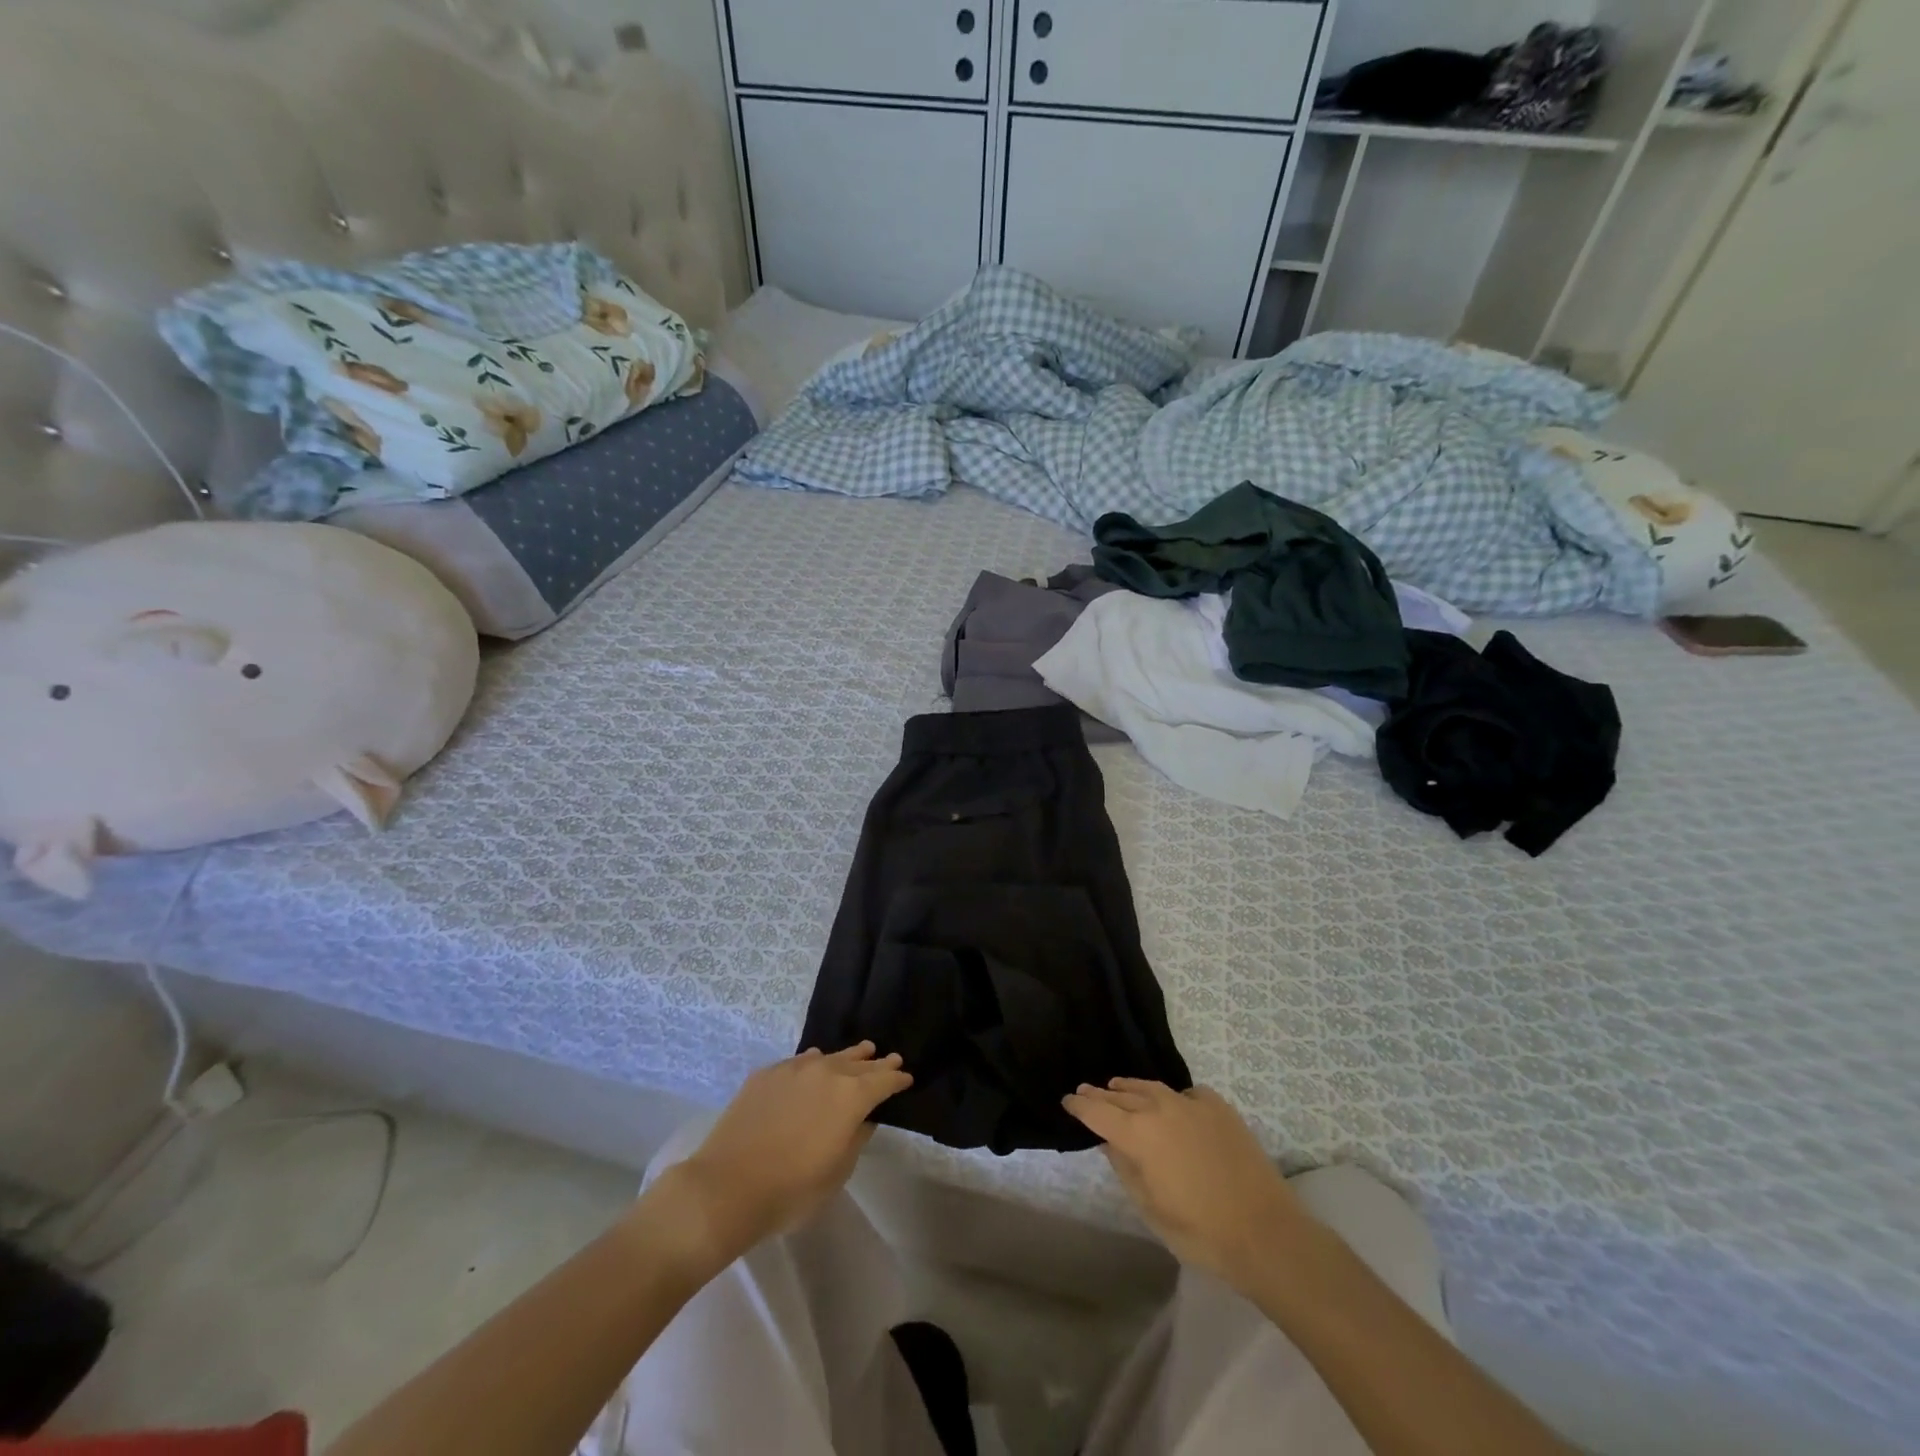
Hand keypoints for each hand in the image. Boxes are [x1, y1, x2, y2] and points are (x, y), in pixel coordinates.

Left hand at [654, 1043, 911, 1271]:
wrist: (727, 1186)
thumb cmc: (791, 1189)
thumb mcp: (837, 1172)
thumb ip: (856, 1139)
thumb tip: (863, 1119)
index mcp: (850, 1096)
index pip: (883, 1081)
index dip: (897, 1079)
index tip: (906, 1078)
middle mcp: (826, 1072)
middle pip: (858, 1063)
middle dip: (876, 1063)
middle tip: (890, 1058)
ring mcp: (794, 1069)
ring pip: (829, 1056)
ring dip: (848, 1056)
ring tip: (861, 1051)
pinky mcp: (766, 1074)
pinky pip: (799, 1062)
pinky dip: (814, 1063)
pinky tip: (814, 1063)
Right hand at [1064, 1078, 1306, 1288]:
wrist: (1266, 1232)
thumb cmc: (1200, 1231)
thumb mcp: (1150, 1209)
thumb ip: (1125, 1169)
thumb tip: (1110, 1142)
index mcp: (1139, 1134)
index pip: (1098, 1111)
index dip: (1079, 1105)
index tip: (1067, 1100)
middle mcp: (1160, 1107)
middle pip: (1122, 1094)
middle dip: (1102, 1094)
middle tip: (1087, 1091)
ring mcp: (1191, 1103)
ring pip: (1151, 1087)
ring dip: (1131, 1089)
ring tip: (1119, 1088)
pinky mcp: (1218, 1106)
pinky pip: (1184, 1094)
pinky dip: (1170, 1098)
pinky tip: (1172, 1106)